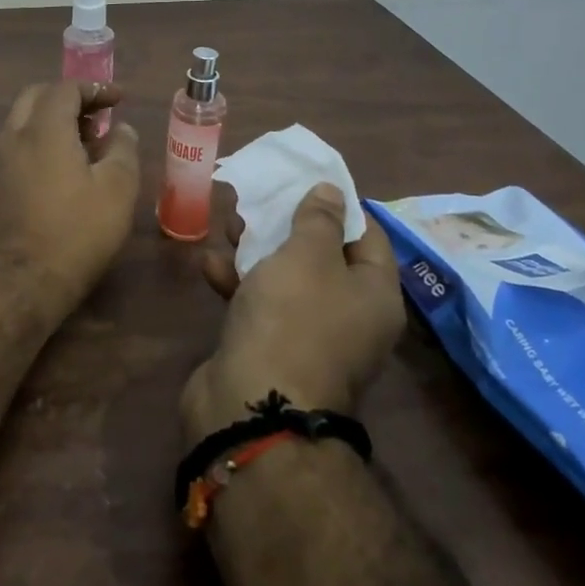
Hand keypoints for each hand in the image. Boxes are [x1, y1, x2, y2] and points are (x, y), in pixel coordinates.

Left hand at [0, 81, 141, 309]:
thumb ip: (123, 149)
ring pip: (23, 121)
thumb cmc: (76, 232)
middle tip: (97, 115)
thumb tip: (121, 129)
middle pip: (36, 96)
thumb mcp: (117, 190)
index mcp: (43, 129)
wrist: (20, 283)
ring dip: (52, 120)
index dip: (95, 88)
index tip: (118, 99)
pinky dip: (39, 141)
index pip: (65, 88)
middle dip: (68, 98)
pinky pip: (16, 146)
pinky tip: (61, 169)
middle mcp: (13, 136)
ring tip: (84, 143)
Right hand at [181, 184, 404, 440]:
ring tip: (230, 224)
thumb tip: (331, 191)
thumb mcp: (307, 255)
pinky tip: (210, 265)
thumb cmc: (292, 318)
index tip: (308, 180)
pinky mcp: (272, 349)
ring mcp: (310, 336)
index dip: (340, 205)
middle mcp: (350, 317)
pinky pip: (260, 306)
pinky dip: (239, 284)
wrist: (252, 406)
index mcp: (374, 295)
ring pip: (287, 280)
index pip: (368, 236)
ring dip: (258, 251)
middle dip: (289, 225)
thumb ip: (318, 219)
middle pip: (323, 257)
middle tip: (262, 200)